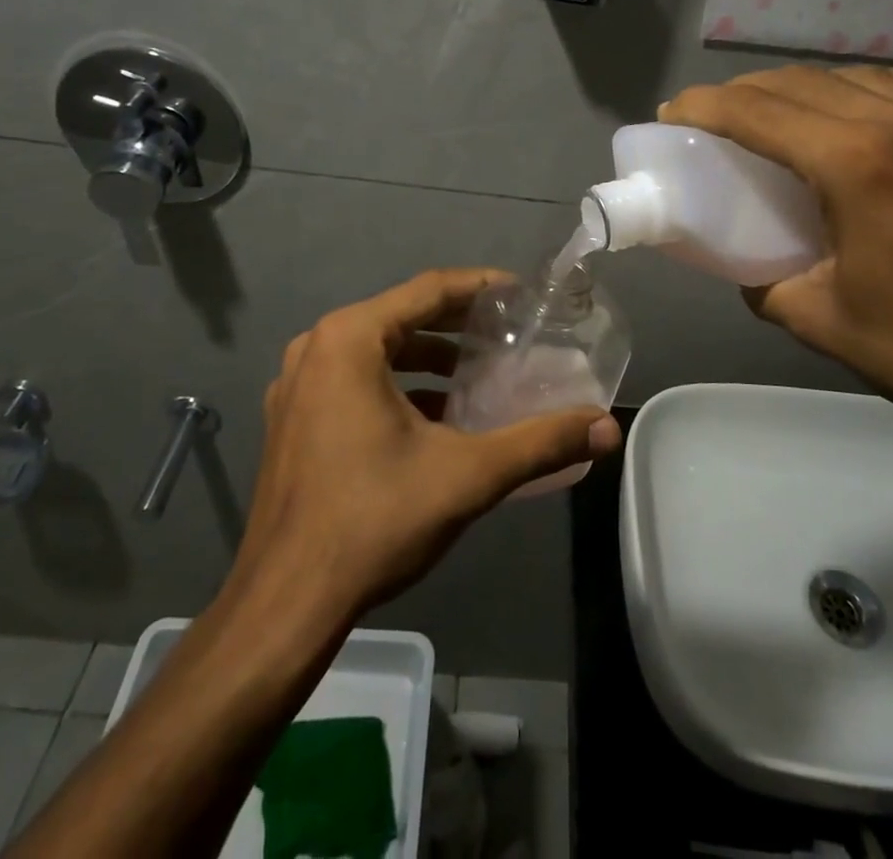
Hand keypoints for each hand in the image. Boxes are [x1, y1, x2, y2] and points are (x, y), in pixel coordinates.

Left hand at [229, 269, 621, 620]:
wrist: (285, 605)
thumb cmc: (374, 521)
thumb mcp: (468, 476)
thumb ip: (541, 443)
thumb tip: (607, 428)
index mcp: (349, 339)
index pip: (429, 290)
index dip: (481, 287)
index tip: (523, 294)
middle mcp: (316, 348)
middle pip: (402, 316)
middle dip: (458, 324)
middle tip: (509, 334)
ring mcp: (298, 385)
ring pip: (377, 351)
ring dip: (429, 358)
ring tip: (479, 375)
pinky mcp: (293, 420)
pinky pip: (354, 380)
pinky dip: (398, 386)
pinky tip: (436, 418)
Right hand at [661, 66, 892, 458]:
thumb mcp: (817, 320)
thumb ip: (763, 279)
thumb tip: (745, 260)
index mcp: (859, 166)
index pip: (759, 112)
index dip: (706, 106)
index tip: (674, 112)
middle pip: (804, 83)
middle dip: (747, 91)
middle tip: (715, 115)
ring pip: (862, 77)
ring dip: (806, 88)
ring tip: (781, 113)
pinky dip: (870, 94)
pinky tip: (858, 116)